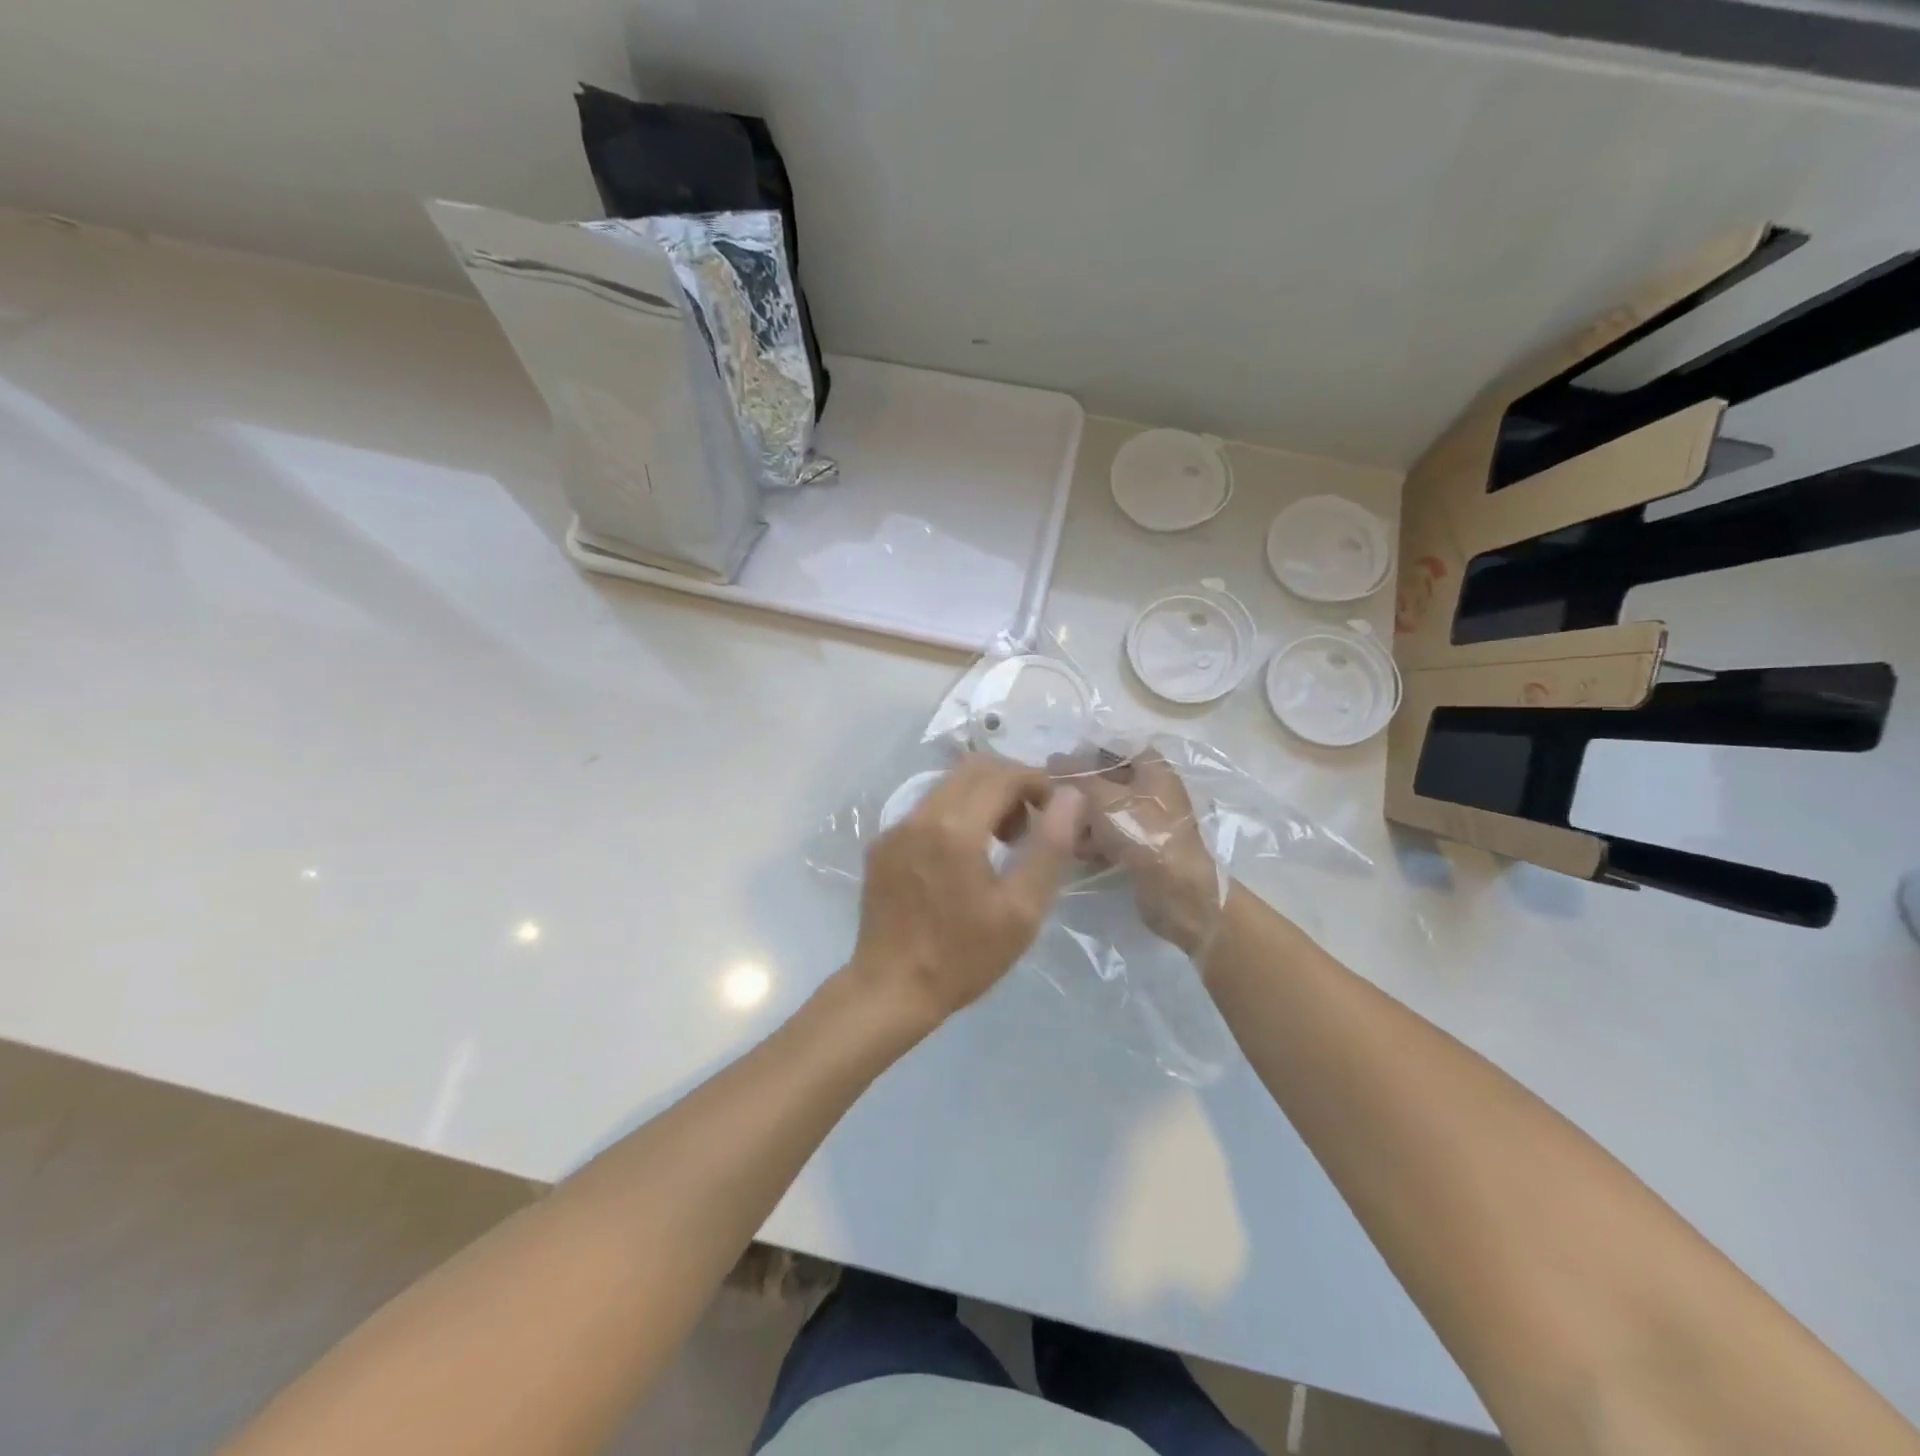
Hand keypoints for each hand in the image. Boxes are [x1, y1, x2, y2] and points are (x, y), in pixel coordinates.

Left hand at [849, 754, 1084, 1030]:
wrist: (891, 989)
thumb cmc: (964, 956)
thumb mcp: (1022, 910)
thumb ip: (1050, 846)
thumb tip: (1071, 797)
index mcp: (956, 828)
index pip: (1004, 775)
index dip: (1037, 783)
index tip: (1055, 811)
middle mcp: (920, 815)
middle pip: (973, 769)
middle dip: (1010, 784)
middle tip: (1028, 827)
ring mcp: (895, 828)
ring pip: (947, 786)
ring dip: (981, 798)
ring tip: (999, 843)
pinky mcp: (881, 845)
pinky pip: (925, 810)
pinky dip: (953, 815)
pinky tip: (961, 859)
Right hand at [1057, 749, 1222, 956]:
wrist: (1175, 888)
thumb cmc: (1141, 830)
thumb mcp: (1102, 796)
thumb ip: (1076, 775)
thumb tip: (1053, 759)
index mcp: (1153, 767)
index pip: (1115, 749)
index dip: (1086, 754)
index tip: (1059, 768)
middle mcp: (1156, 789)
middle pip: (1110, 782)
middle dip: (1082, 793)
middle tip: (1055, 801)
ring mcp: (1153, 821)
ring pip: (1109, 811)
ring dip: (1086, 821)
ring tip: (1065, 832)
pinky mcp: (1147, 848)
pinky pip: (1116, 836)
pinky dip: (1098, 842)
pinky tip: (1081, 853)